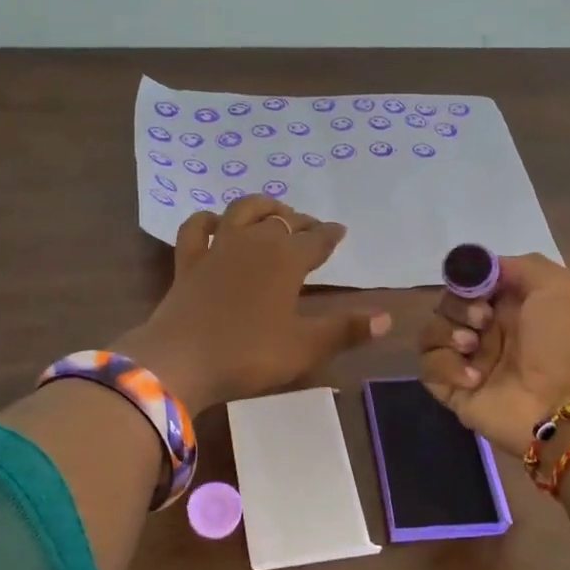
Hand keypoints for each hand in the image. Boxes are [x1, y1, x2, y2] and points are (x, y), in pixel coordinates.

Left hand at [117, 195, 390, 414]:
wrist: (180, 362)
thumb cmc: (248, 354)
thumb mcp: (304, 347)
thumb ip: (346, 329)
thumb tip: (388, 318)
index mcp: (286, 260)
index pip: (316, 239)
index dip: (330, 235)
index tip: (339, 231)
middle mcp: (253, 243)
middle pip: (281, 221)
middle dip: (300, 222)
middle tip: (310, 228)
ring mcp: (217, 249)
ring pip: (241, 211)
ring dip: (261, 207)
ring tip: (272, 211)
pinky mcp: (188, 262)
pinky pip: (196, 229)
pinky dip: (207, 220)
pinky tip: (214, 222)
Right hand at [417, 253, 569, 450]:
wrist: (566, 404)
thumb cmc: (565, 342)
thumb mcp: (558, 286)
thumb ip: (519, 265)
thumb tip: (482, 269)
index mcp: (511, 306)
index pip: (470, 283)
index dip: (467, 280)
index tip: (477, 287)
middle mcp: (487, 331)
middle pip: (447, 303)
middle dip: (459, 306)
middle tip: (482, 321)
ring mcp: (469, 361)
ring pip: (431, 332)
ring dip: (447, 333)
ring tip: (472, 347)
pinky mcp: (454, 389)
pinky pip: (428, 367)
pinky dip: (446, 366)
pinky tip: (473, 377)